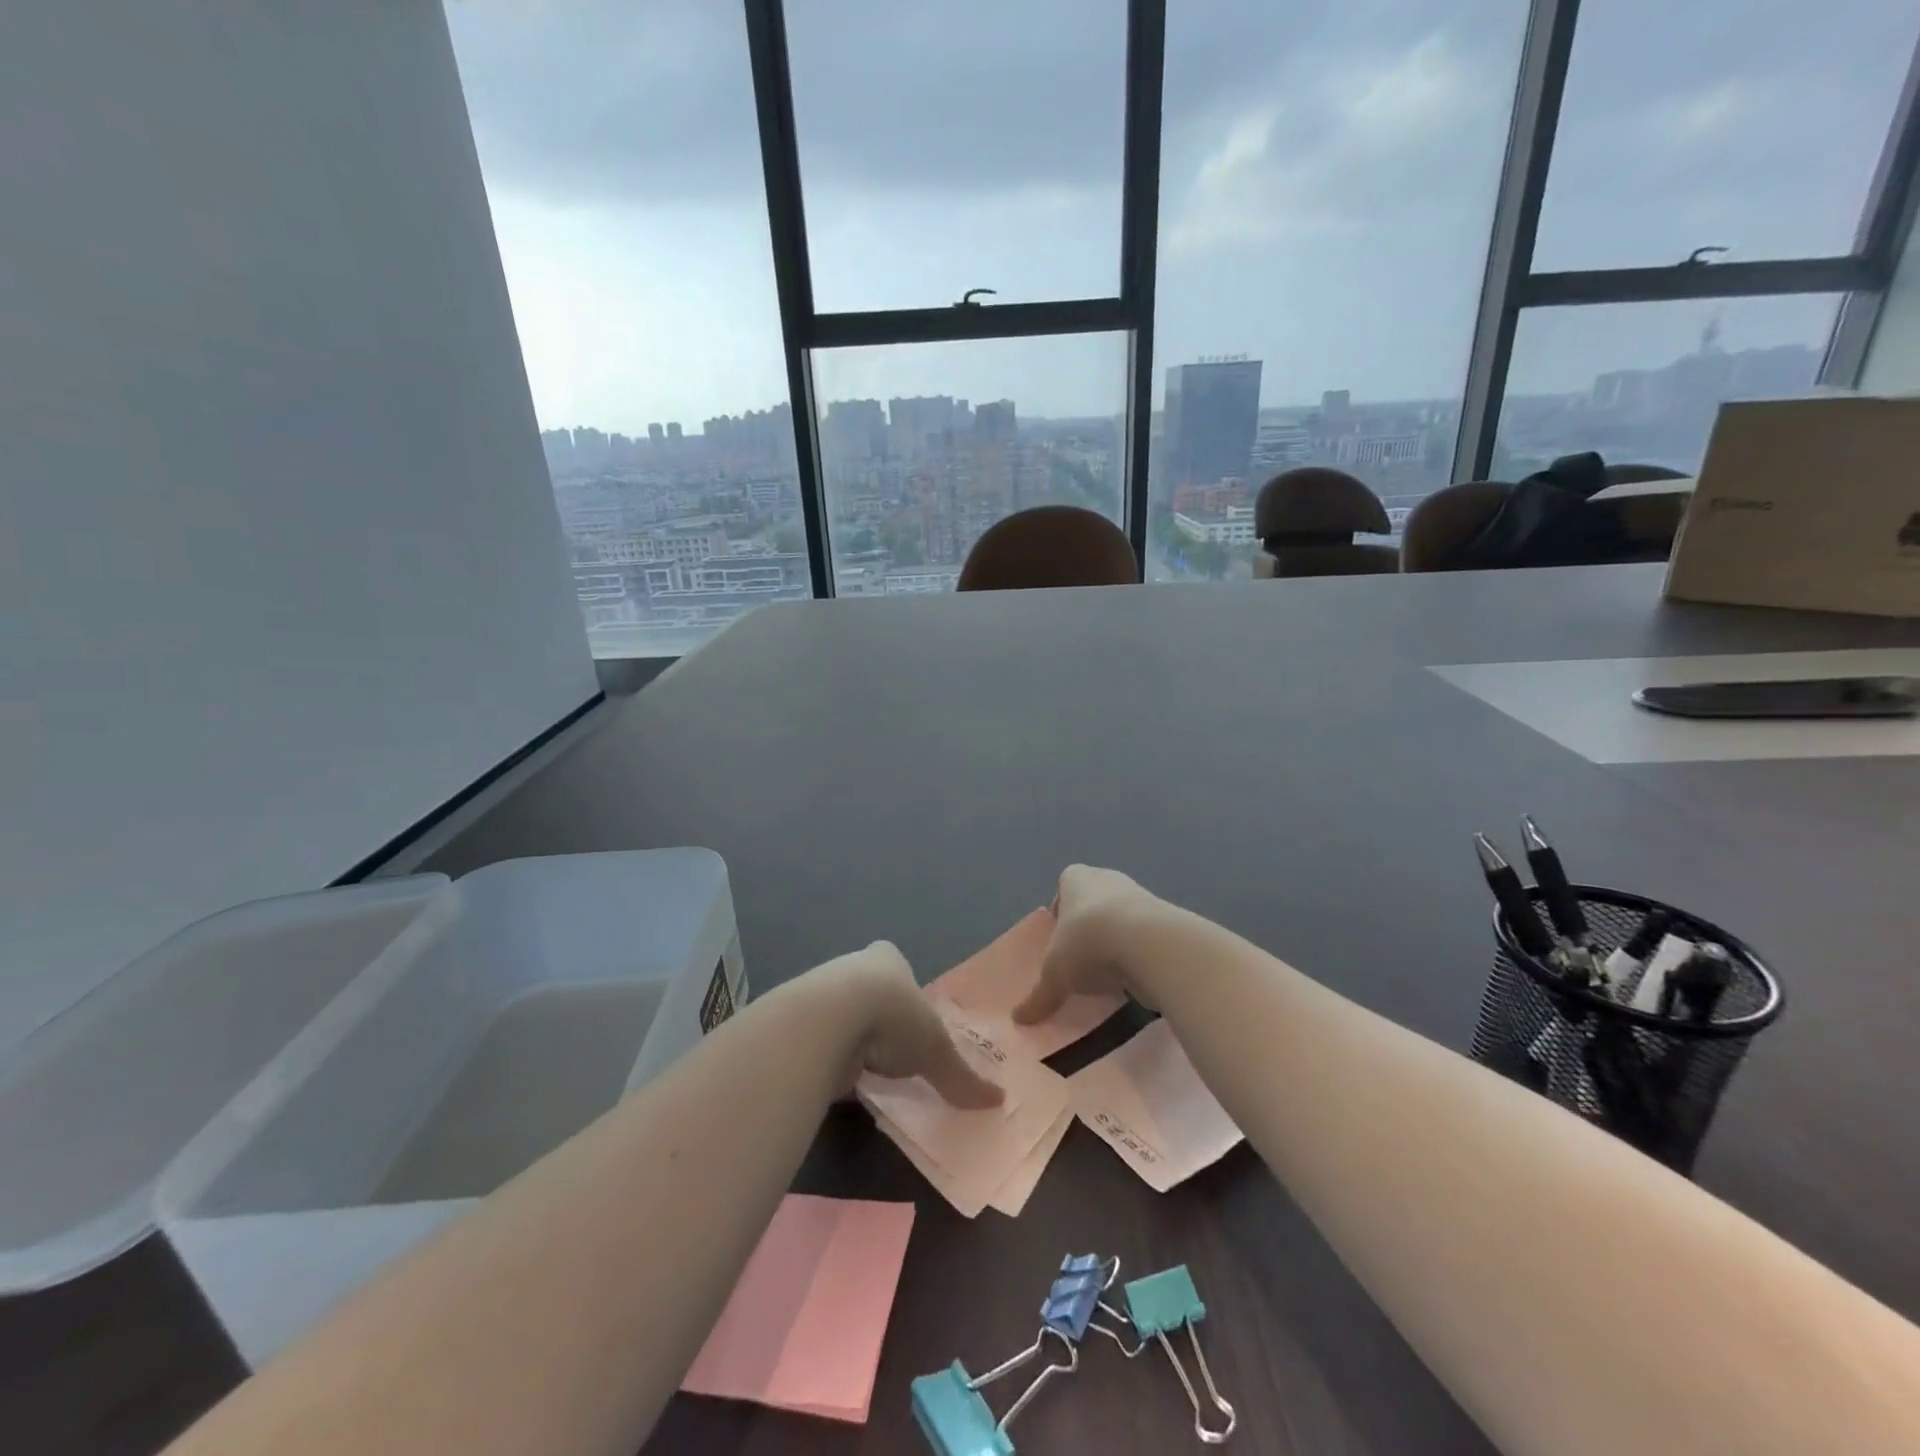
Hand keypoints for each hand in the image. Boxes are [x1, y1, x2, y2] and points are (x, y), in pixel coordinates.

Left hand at [831, 942, 1003, 1109]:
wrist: (825, 1022)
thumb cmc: (892, 1018)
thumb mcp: (936, 1051)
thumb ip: (961, 1077)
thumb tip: (999, 1101)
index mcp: (888, 959)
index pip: (897, 966)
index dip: (905, 990)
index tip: (911, 1018)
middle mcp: (853, 966)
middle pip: (868, 990)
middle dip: (877, 1016)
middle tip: (890, 1050)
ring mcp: (820, 992)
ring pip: (841, 1014)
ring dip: (850, 1038)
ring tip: (864, 1070)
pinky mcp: (798, 1022)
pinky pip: (819, 1040)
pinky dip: (829, 1058)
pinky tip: (837, 1078)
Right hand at [1015, 864, 1156, 1025]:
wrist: (1150, 944)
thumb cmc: (1088, 943)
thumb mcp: (1055, 976)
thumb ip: (1039, 996)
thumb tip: (1019, 1018)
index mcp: (1075, 879)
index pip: (1064, 886)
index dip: (1061, 911)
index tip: (1059, 939)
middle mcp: (1107, 879)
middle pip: (1093, 903)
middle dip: (1087, 928)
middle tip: (1080, 960)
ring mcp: (1140, 896)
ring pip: (1120, 919)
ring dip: (1115, 942)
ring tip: (1107, 975)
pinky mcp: (1165, 919)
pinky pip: (1144, 936)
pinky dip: (1138, 954)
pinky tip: (1133, 978)